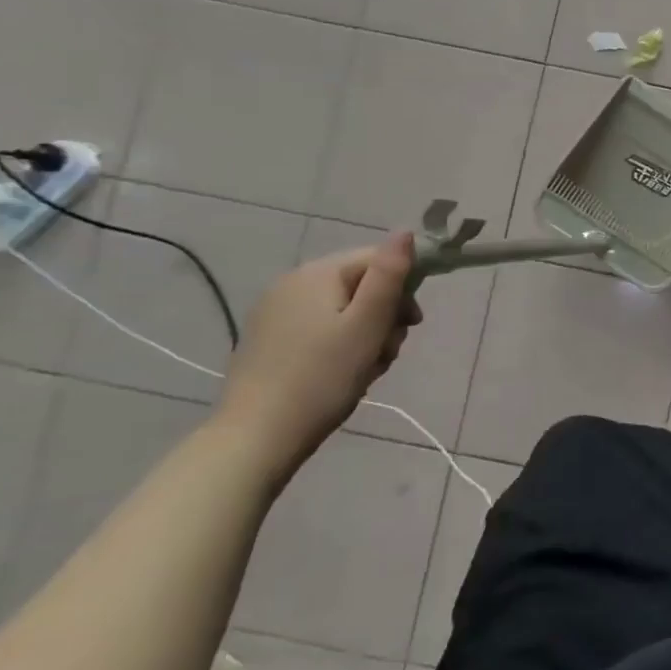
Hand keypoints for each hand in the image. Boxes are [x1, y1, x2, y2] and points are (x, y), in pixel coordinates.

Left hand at [217, 233, 422, 476]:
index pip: (376, 259)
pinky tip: (342, 374)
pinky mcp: (269, 340)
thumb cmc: (323, 377)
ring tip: (367, 369)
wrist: (256, 438)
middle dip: (384, 316)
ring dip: (366, 335)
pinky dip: (341, 345)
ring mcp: (276, 313)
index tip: (414, 323)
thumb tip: (405, 231)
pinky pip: (321, 328)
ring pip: (344, 310)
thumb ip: (389, 275)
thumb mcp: (367, 324)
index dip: (404, 286)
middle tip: (388, 352)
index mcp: (317, 274)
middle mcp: (292, 284)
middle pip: (361, 284)